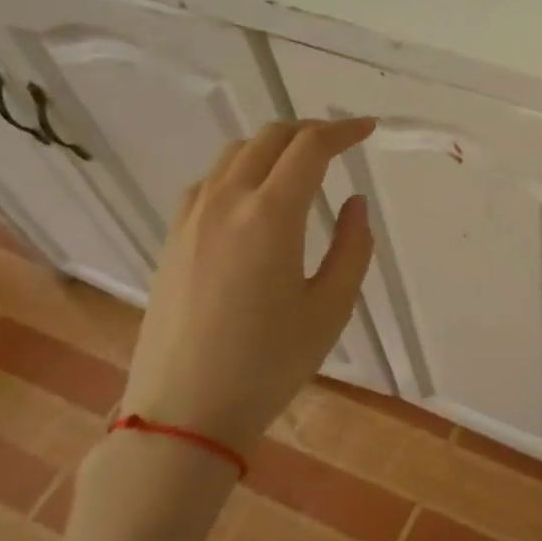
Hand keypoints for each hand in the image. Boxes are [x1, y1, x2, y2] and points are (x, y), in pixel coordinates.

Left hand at [122, 118, 376, 457]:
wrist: (184, 411)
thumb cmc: (269, 364)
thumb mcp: (331, 308)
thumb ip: (352, 247)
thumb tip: (353, 204)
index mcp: (270, 215)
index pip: (310, 148)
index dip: (344, 131)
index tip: (368, 129)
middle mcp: (226, 202)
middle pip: (270, 138)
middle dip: (310, 131)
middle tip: (340, 144)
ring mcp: (191, 218)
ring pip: (235, 154)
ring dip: (273, 146)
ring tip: (300, 166)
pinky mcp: (173, 239)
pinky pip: (209, 181)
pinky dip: (239, 170)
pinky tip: (252, 197)